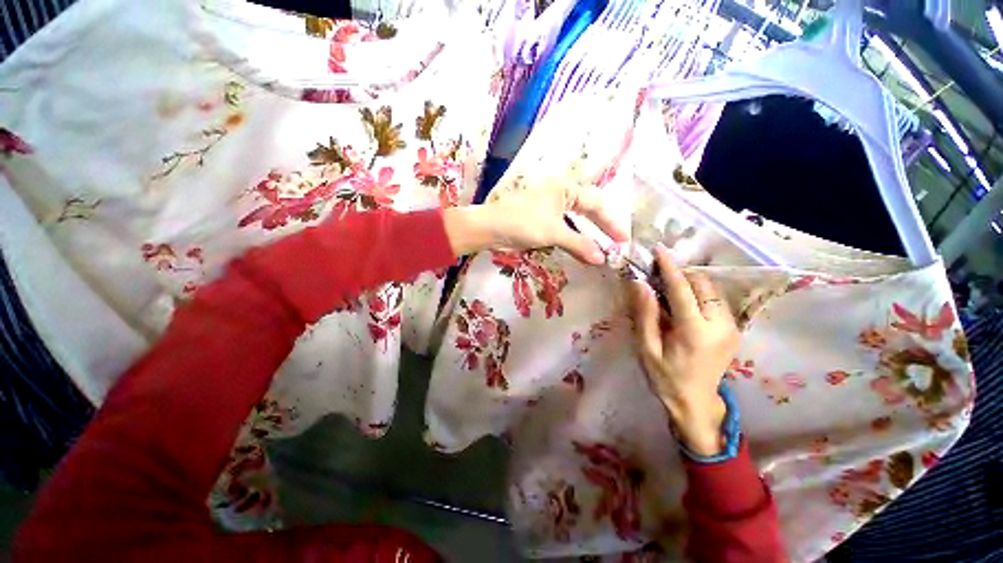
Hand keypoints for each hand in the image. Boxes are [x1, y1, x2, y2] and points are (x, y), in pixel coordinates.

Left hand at [443, 179, 627, 263]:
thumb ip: (579, 244)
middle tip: (616, 244)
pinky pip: (564, 228)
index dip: (612, 223)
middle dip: (603, 227)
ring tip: (602, 249)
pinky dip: (574, 239)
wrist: (490, 229)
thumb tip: (602, 259)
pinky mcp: (542, 220)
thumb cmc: (522, 223)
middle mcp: (560, 194)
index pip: (597, 204)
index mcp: (565, 188)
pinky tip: (581, 249)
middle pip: (589, 210)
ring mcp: (550, 207)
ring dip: (588, 235)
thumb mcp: (553, 232)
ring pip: (577, 221)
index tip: (623, 241)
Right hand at [626, 245, 739, 456]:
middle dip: (680, 274)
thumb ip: (645, 314)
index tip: (658, 250)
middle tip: (657, 278)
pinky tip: (682, 304)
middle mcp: (720, 324)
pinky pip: (715, 300)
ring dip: (689, 283)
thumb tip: (639, 283)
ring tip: (667, 291)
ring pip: (711, 290)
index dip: (669, 267)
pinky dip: (698, 294)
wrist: (697, 403)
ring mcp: (731, 327)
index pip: (682, 289)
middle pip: (702, 284)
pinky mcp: (733, 329)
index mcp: (696, 331)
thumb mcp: (647, 348)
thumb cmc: (666, 377)